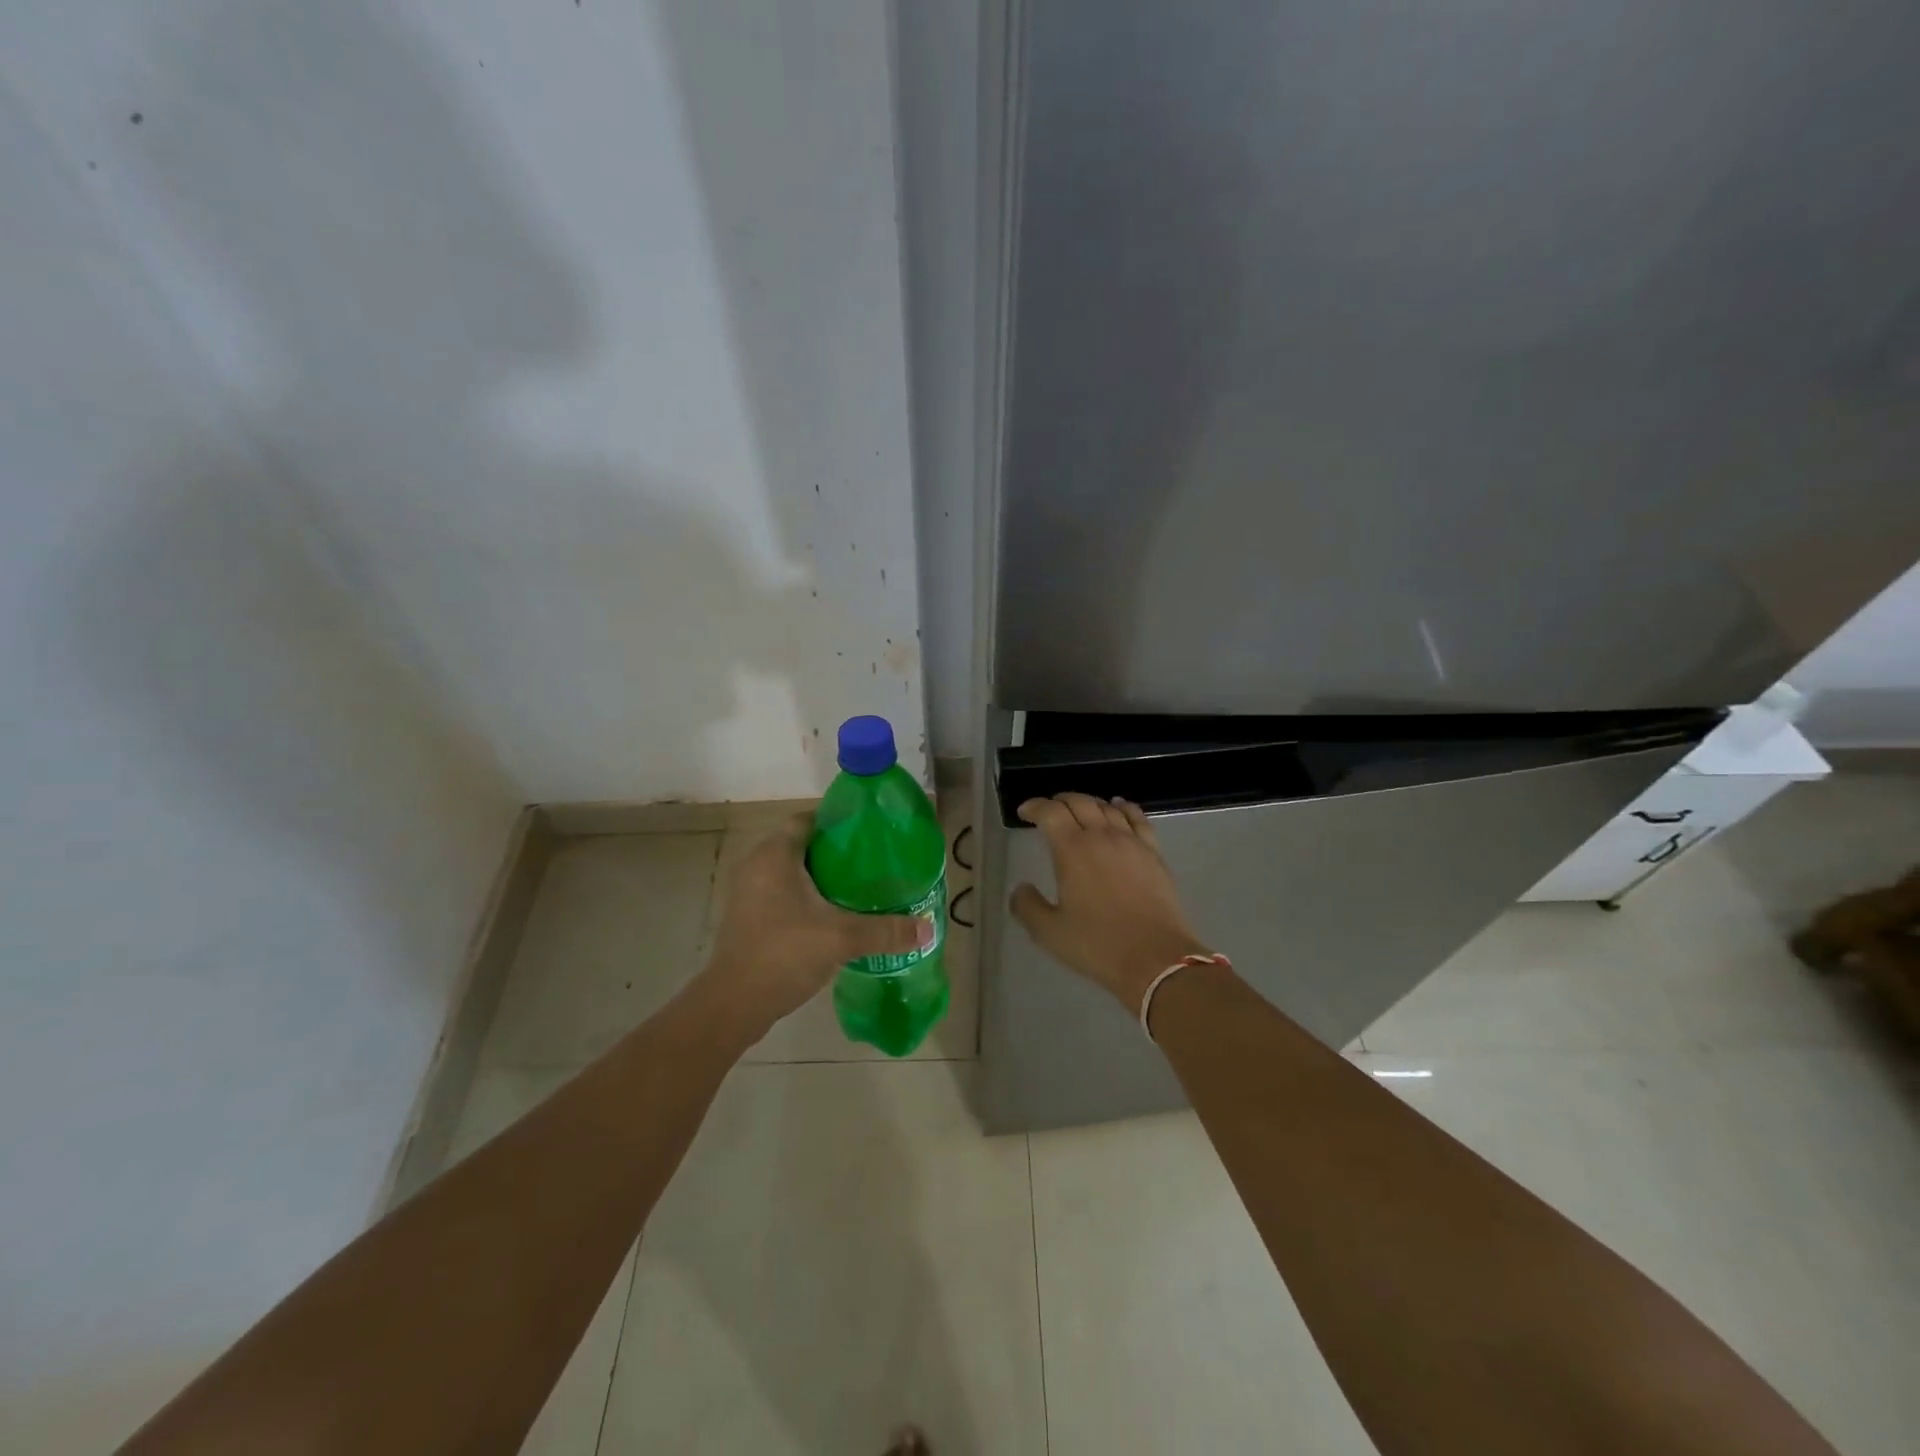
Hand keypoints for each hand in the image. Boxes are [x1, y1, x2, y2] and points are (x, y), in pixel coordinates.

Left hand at [700, 813, 930, 1034]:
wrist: (733, 1004)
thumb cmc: (784, 954)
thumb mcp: (842, 938)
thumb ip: (885, 931)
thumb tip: (927, 928)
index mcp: (775, 855)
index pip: (807, 819)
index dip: (837, 821)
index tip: (868, 833)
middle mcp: (756, 865)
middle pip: (800, 844)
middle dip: (834, 851)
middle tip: (870, 862)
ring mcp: (748, 893)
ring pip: (789, 871)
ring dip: (819, 876)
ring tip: (857, 887)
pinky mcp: (747, 917)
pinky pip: (780, 893)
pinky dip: (804, 897)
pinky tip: (831, 915)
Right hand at [1010, 794, 1211, 1008]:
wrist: (1156, 958)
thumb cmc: (1097, 944)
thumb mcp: (1049, 932)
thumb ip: (1028, 906)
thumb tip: (1021, 888)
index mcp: (1071, 850)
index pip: (1050, 813)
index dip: (1034, 807)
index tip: (1024, 812)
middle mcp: (1101, 836)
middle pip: (1079, 802)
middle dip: (1060, 800)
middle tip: (1049, 809)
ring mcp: (1131, 842)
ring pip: (1107, 807)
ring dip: (1089, 802)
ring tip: (1079, 808)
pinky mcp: (1154, 854)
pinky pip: (1138, 818)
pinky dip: (1124, 807)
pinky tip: (1119, 807)